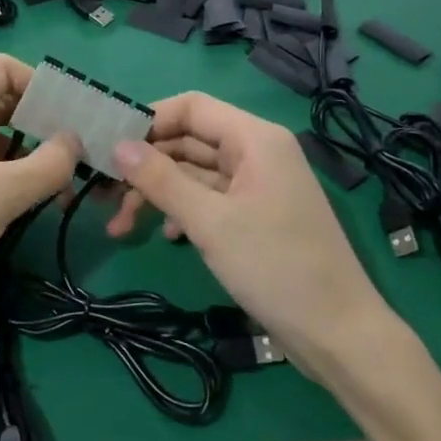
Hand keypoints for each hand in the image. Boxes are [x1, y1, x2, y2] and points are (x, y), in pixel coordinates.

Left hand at [0, 54, 78, 326]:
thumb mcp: (3, 193)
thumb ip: (49, 163)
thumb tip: (75, 141)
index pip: (2, 68)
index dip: (40, 84)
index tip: (70, 116)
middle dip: (39, 121)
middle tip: (75, 151)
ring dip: (26, 151)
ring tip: (59, 183)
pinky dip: (6, 170)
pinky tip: (29, 198)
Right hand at [106, 93, 396, 368]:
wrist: (337, 334)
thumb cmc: (276, 267)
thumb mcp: (210, 222)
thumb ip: (161, 180)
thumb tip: (117, 146)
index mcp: (255, 139)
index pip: (191, 107)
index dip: (148, 120)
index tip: (108, 144)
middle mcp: (256, 153)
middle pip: (188, 141)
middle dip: (145, 165)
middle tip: (103, 192)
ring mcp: (256, 185)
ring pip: (193, 173)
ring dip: (157, 193)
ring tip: (121, 225)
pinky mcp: (254, 215)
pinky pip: (207, 198)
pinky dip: (181, 211)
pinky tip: (163, 235)